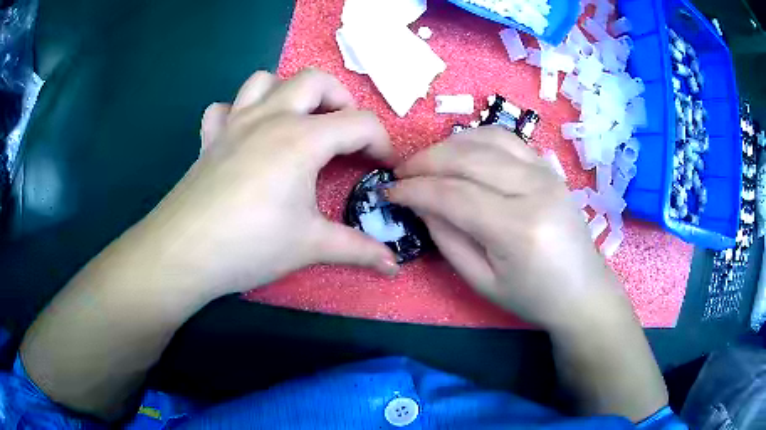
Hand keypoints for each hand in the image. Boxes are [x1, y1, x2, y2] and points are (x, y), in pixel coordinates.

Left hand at [142, 69, 399, 295]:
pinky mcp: (210, 138)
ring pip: (266, 80)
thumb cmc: (251, 244)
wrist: (185, 252)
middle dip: (340, 98)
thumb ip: (359, 250)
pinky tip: (244, 135)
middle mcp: (270, 117)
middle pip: (315, 80)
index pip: (359, 123)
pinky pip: (225, 107)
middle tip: (343, 132)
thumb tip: (395, 266)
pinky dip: (239, 112)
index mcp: (302, 139)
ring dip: (287, 93)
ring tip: (295, 122)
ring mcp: (235, 123)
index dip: (381, 142)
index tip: (384, 167)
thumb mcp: (311, 245)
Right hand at [387, 127, 631, 331]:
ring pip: (486, 139)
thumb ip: (448, 240)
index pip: (453, 194)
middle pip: (467, 158)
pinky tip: (461, 151)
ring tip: (427, 162)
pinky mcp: (549, 168)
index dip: (415, 190)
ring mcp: (546, 173)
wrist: (583, 291)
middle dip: (425, 161)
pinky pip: (508, 139)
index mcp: (518, 228)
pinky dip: (477, 138)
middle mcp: (534, 189)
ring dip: (448, 145)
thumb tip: (422, 205)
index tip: (390, 191)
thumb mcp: (482, 282)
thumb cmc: (534, 297)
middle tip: (402, 173)